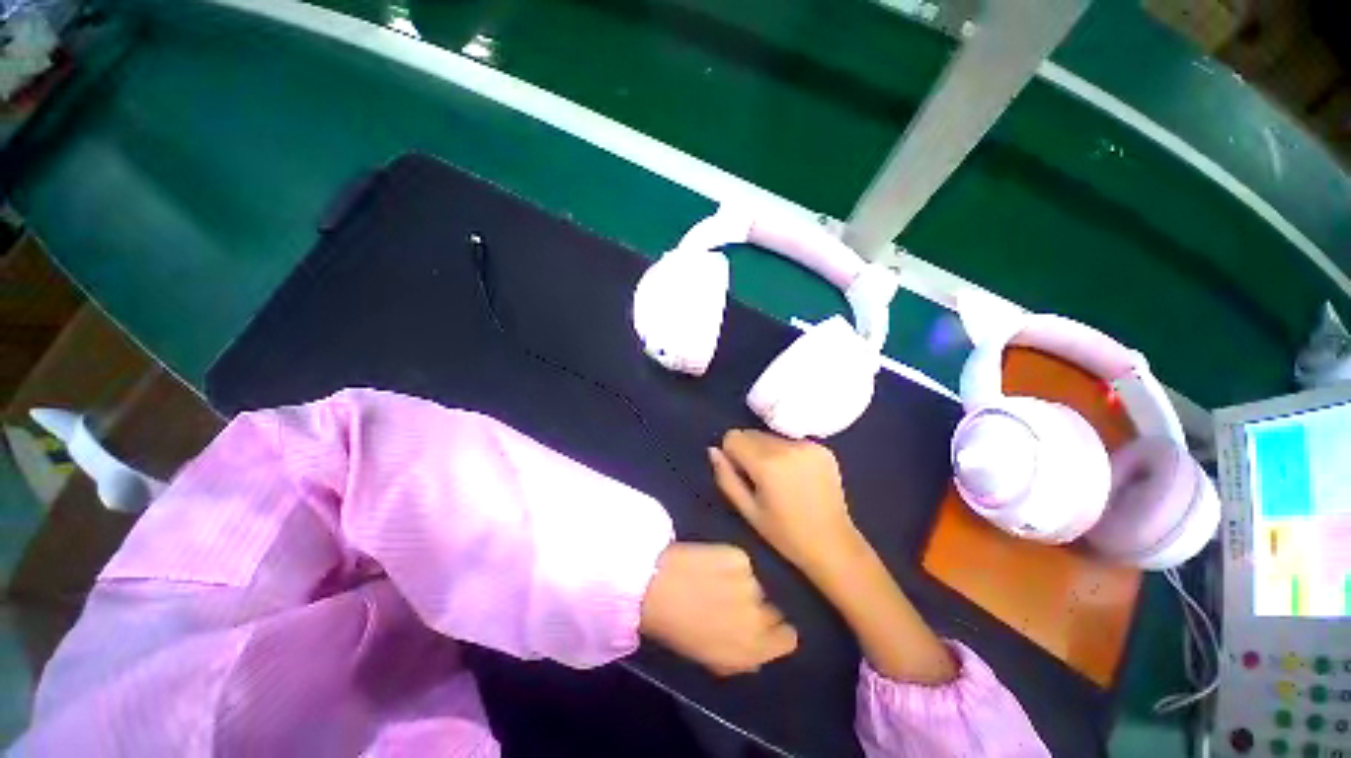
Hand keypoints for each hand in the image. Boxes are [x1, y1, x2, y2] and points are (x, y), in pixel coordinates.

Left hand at [639, 543, 797, 675]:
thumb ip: (739, 658)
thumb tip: (755, 654)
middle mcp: (758, 619)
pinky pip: (742, 562)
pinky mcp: (740, 557)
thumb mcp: (709, 657)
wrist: (657, 586)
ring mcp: (751, 584)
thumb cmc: (677, 629)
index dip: (777, 632)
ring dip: (740, 584)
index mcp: (751, 651)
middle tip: (731, 602)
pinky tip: (712, 564)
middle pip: (772, 610)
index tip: (767, 626)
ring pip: (755, 584)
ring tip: (715, 581)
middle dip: (756, 607)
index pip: (787, 639)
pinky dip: (731, 563)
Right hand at [708, 430, 864, 580]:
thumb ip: (726, 477)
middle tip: (760, 480)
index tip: (742, 474)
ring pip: (771, 436)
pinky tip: (797, 476)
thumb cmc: (785, 533)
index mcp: (767, 463)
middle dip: (749, 451)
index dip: (732, 454)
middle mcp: (788, 446)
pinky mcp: (823, 448)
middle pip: (752, 434)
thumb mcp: (747, 510)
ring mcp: (808, 445)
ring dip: (767, 451)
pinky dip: (787, 453)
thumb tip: (713, 450)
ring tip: (780, 478)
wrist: (834, 544)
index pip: (733, 437)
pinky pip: (791, 441)